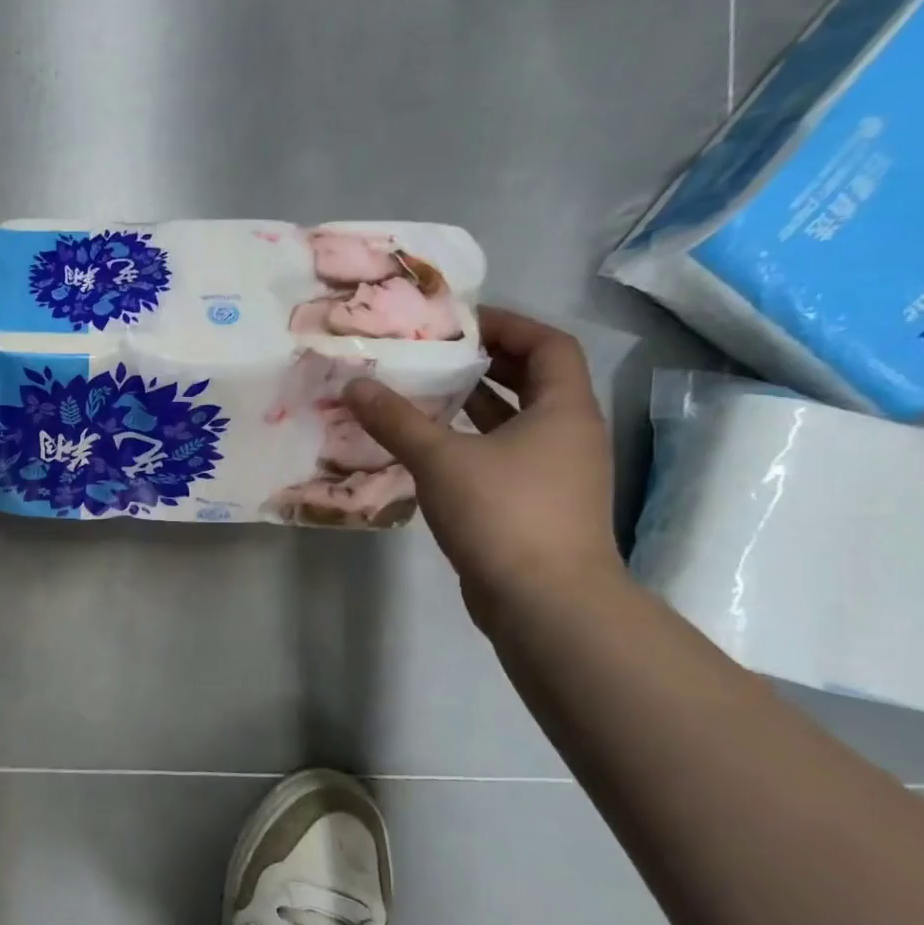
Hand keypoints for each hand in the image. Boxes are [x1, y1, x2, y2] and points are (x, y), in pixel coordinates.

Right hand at [344, 307, 623, 623]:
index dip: (508, 325)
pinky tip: (425, 450)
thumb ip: (396, 420)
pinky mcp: (532, 506)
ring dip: (472, 406)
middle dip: (484, 363)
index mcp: (563, 411)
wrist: (545, 602)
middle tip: (432, 354)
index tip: (459, 322)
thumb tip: (356, 384)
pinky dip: (467, 444)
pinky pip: (499, 457)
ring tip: (420, 394)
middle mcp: (567, 435)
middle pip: (533, 381)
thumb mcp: (441, 459)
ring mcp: (553, 474)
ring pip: (512, 423)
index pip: (549, 345)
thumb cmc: (504, 514)